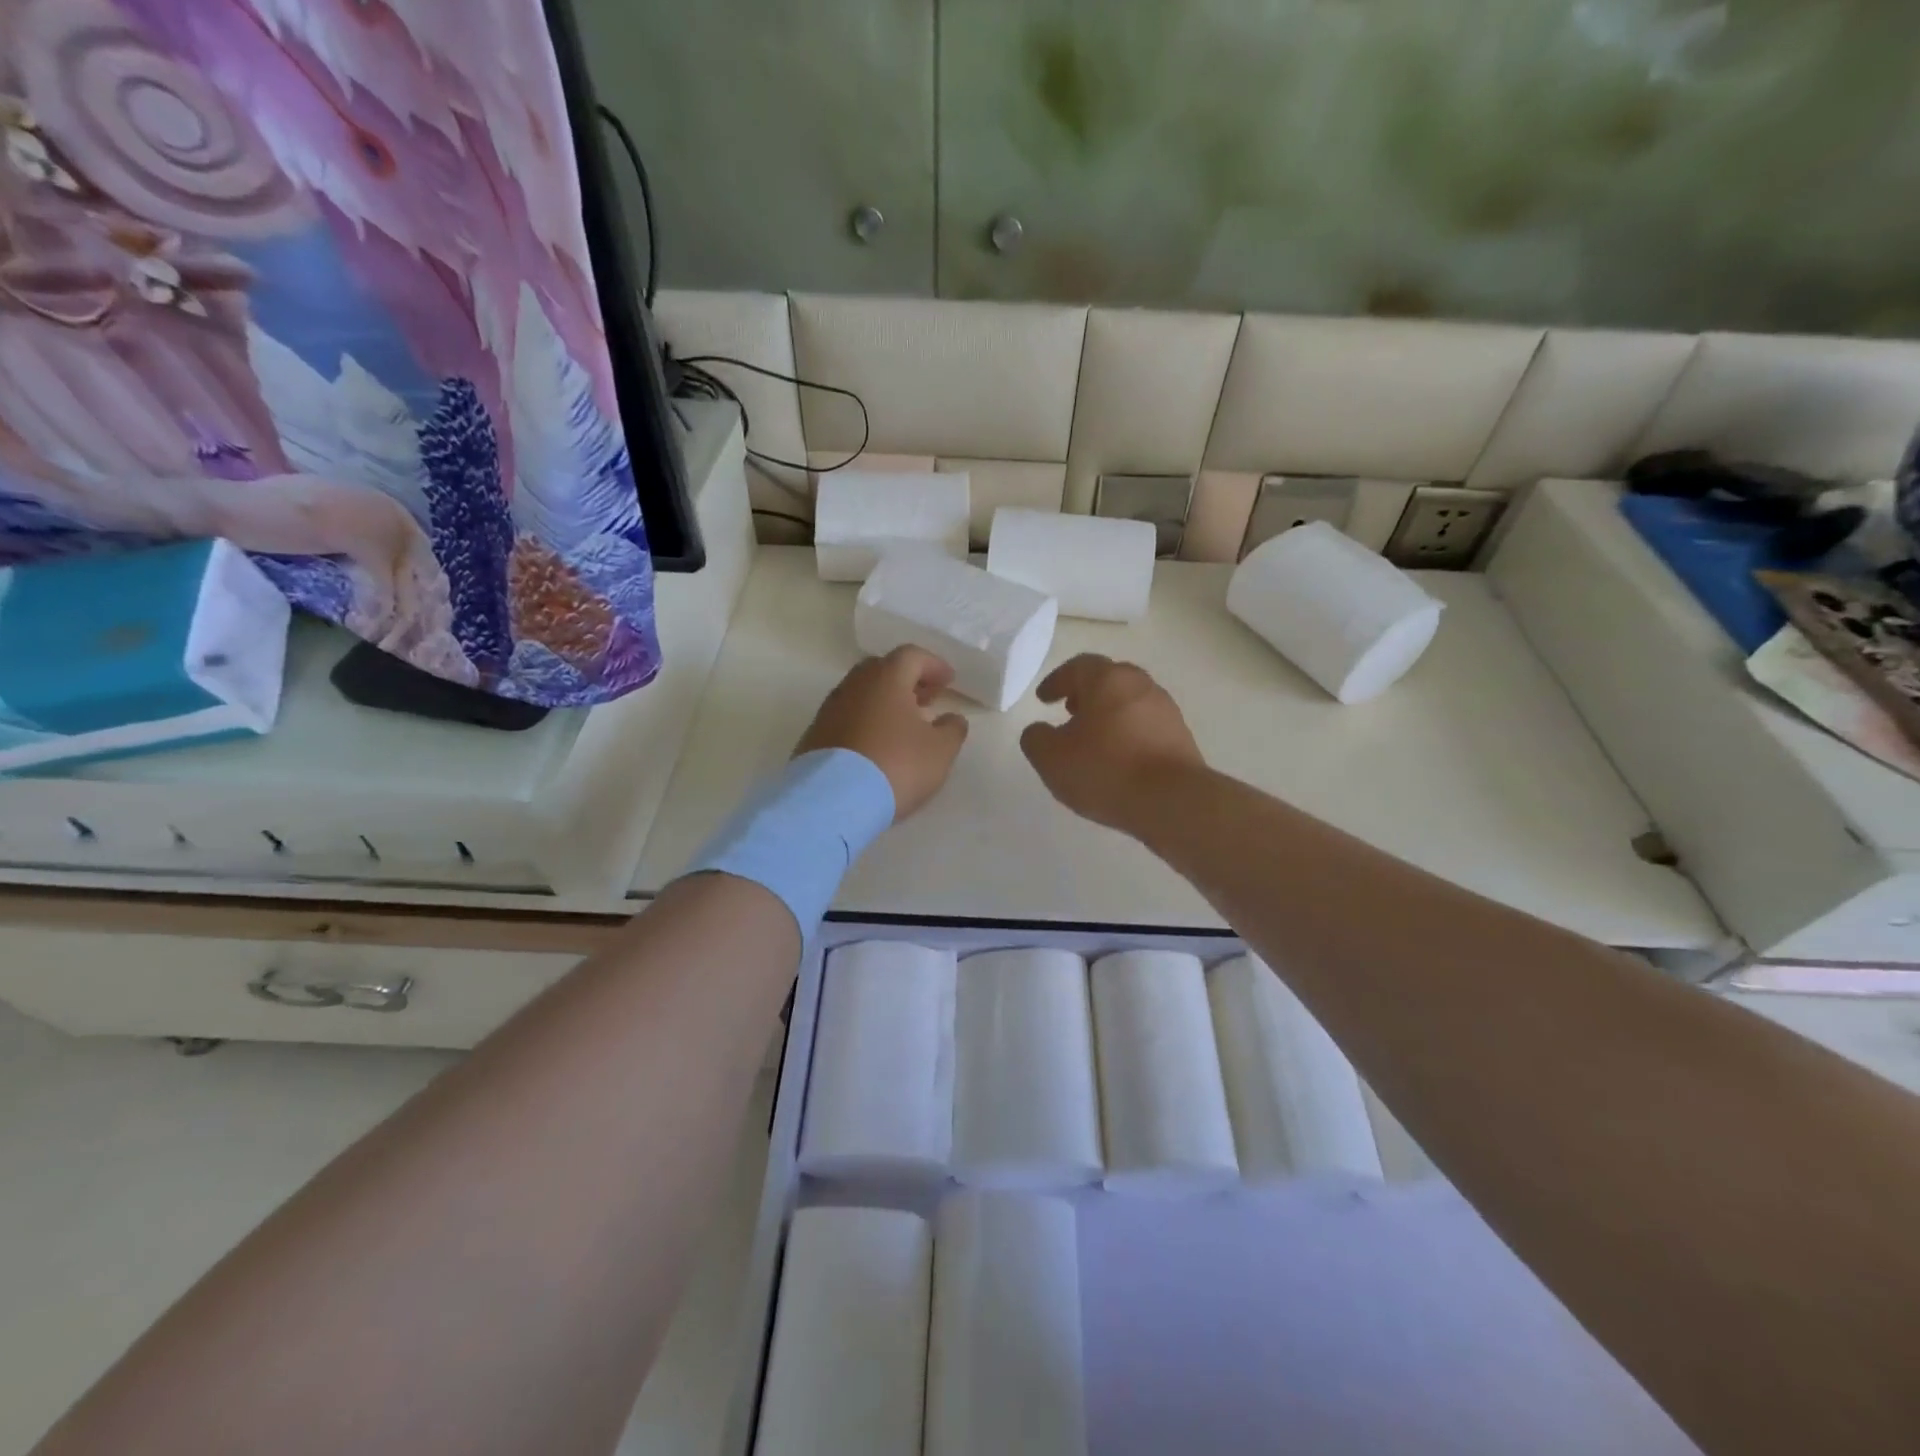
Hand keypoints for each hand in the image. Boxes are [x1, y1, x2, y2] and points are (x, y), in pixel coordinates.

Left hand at [795, 647, 969, 820]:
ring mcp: (829, 709)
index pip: (912, 656)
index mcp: (886, 678)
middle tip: (926, 699)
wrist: (833, 801)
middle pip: (883, 670)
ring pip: (862, 694)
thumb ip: (952, 729)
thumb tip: (952, 718)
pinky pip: (846, 717)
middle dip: (908, 681)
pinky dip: (865, 722)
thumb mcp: (940, 751)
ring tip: (903, 726)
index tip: (948, 681)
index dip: (934, 665)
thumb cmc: (896, 766)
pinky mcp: (815, 735)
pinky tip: (876, 746)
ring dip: (885, 702)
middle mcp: (854, 685)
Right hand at [1021, 655, 1205, 833]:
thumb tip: (1039, 731)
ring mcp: (1166, 711)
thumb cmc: (1105, 770)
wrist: (1172, 801)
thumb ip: (1036, 739)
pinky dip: (1128, 735)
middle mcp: (1141, 685)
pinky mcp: (1181, 738)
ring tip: (1092, 741)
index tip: (1043, 699)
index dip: (1057, 681)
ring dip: (1108, 715)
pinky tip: (1118, 761)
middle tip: (1069, 712)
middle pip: (1109, 680)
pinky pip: (1146, 727)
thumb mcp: (1051, 758)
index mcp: (1108, 679)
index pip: (1078, 666)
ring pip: (1129, 703)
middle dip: (1086, 694)